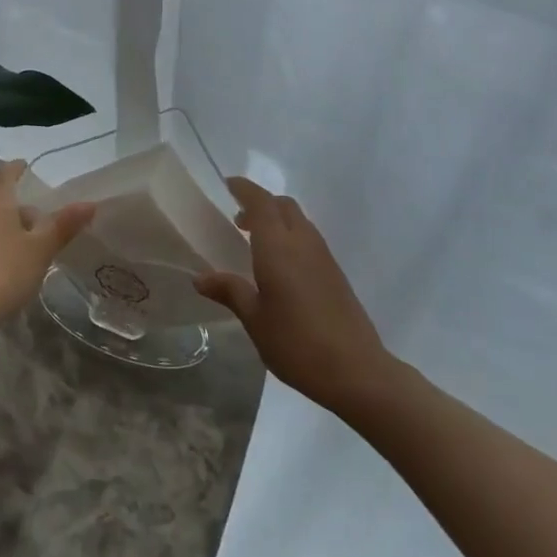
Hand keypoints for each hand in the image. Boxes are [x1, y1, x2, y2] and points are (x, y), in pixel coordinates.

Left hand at [0, 160, 95, 342]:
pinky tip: (9, 263)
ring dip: (7, 226)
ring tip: (29, 243)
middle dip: (18, 205)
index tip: (27, 165)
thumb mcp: (41, 248)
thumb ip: (64, 225)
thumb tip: (90, 203)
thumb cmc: (4, 271)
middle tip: (41, 217)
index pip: (5, 173)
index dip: (17, 168)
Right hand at [195, 177, 390, 414]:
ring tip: (255, 241)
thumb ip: (230, 291)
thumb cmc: (297, 343)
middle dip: (261, 203)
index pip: (261, 202)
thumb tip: (200, 278)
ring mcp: (323, 256)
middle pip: (283, 205)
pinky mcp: (335, 273)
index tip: (227, 185)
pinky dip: (290, 236)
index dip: (244, 189)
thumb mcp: (255, 319)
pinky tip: (280, 266)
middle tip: (238, 219)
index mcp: (278, 247)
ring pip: (299, 220)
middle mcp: (302, 242)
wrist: (356, 371)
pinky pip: (309, 239)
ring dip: (277, 219)